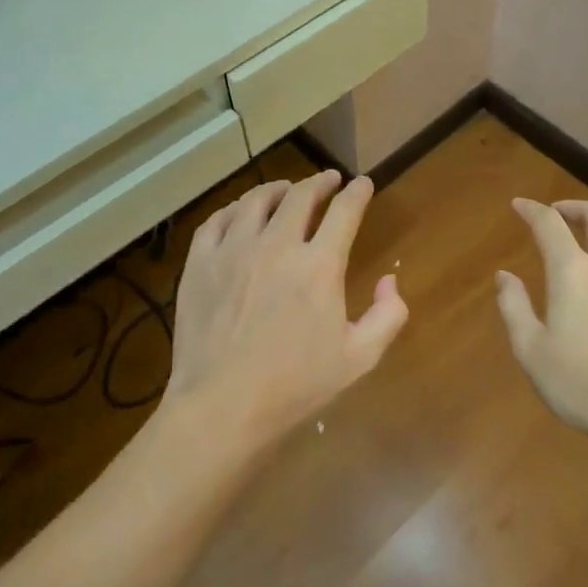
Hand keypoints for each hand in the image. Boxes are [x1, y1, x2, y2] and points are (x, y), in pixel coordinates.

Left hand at [165, 170, 407, 447]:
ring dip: (278, 189)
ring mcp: (232, 251)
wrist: (223, 406)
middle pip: (301, 196)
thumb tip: (389, 280)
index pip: (344, 212)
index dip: (357, 193)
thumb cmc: (295, 386)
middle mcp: (277, 245)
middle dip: (320, 182)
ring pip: (256, 200)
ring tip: (286, 190)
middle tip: (328, 181)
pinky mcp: (199, 264)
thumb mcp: (360, 358)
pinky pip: (216, 220)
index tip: (363, 184)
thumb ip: (387, 315)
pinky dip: (233, 209)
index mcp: (319, 266)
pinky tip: (240, 213)